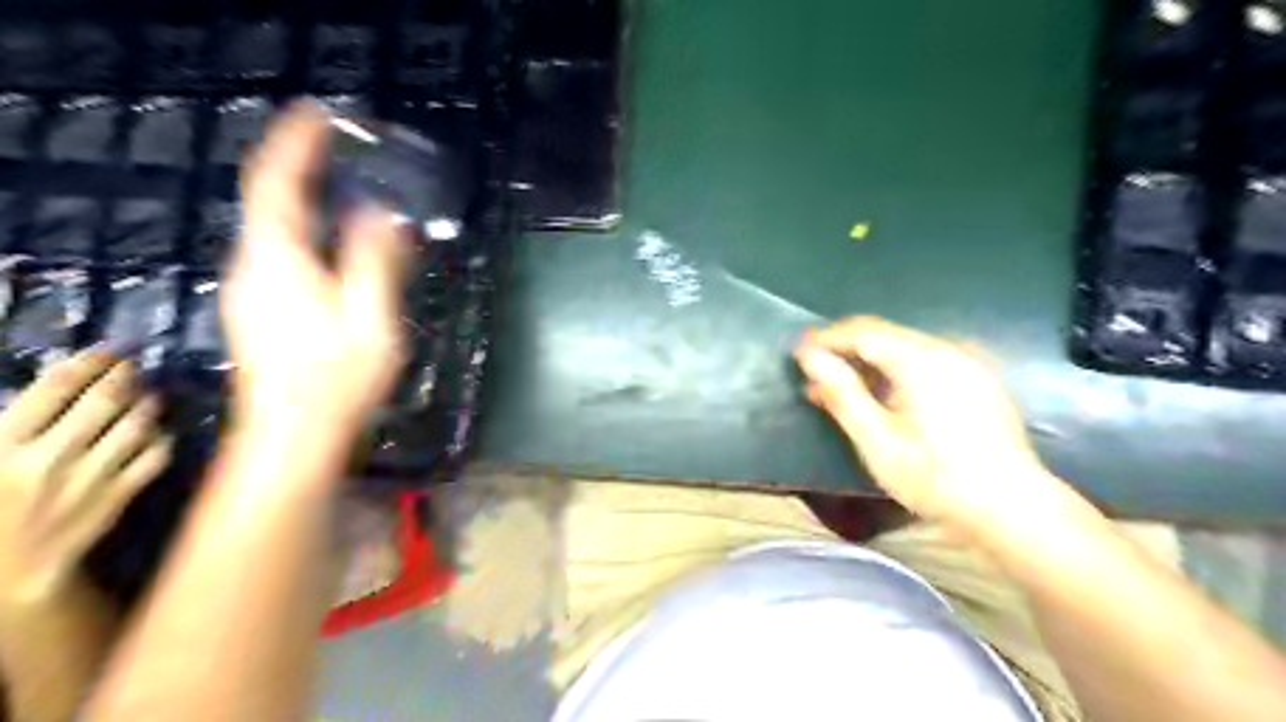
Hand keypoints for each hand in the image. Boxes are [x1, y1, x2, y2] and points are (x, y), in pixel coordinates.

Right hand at [0, 349, 169, 602]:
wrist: (4, 575)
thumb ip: (6, 426)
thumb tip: (34, 394)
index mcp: (1, 445)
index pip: (56, 388)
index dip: (89, 362)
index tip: (109, 349)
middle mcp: (50, 457)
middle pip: (104, 402)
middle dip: (125, 376)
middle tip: (136, 364)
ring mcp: (90, 478)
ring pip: (135, 426)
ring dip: (148, 404)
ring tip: (151, 394)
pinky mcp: (118, 496)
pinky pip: (153, 458)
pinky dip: (161, 440)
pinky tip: (159, 432)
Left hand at [224, 101, 404, 429]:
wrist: (293, 435)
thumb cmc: (338, 379)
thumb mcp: (371, 319)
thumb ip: (375, 262)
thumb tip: (380, 213)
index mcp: (280, 260)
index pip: (276, 185)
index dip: (294, 145)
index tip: (317, 113)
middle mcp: (253, 265)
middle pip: (268, 201)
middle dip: (298, 166)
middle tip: (337, 148)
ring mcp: (249, 288)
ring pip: (270, 226)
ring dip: (299, 197)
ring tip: (336, 184)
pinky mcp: (257, 308)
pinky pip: (276, 249)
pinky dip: (300, 227)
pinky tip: (328, 240)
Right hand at [801, 318, 1059, 531]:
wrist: (1013, 509)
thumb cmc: (937, 478)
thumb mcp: (878, 441)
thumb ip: (842, 393)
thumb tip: (808, 356)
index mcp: (923, 359)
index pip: (863, 331)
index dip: (827, 338)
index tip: (797, 354)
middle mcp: (948, 349)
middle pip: (884, 336)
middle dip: (845, 353)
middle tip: (814, 380)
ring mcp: (967, 363)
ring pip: (903, 350)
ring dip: (867, 365)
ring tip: (841, 393)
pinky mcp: (977, 380)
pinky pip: (925, 364)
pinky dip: (894, 374)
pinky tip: (881, 400)